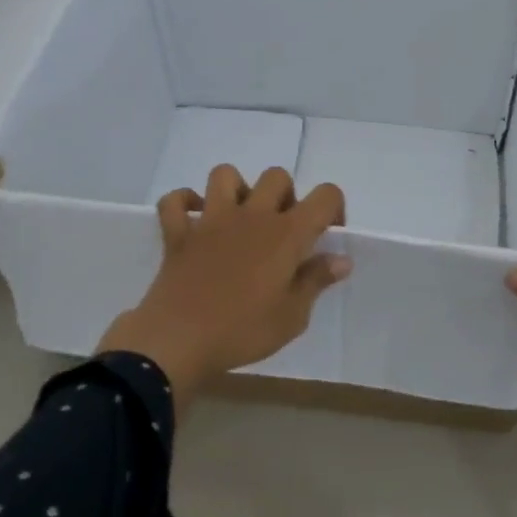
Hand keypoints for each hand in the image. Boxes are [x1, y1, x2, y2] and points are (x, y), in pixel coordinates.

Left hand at [99, 165, 349, 408]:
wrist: (178, 342)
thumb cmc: (242, 331)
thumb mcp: (292, 317)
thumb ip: (316, 281)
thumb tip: (341, 259)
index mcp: (286, 234)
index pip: (325, 195)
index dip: (333, 208)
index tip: (326, 235)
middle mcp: (252, 215)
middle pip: (277, 176)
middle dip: (285, 196)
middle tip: (282, 231)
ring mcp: (211, 219)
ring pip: (225, 174)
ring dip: (236, 189)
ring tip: (239, 218)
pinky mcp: (178, 232)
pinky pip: (175, 201)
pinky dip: (184, 204)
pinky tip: (193, 221)